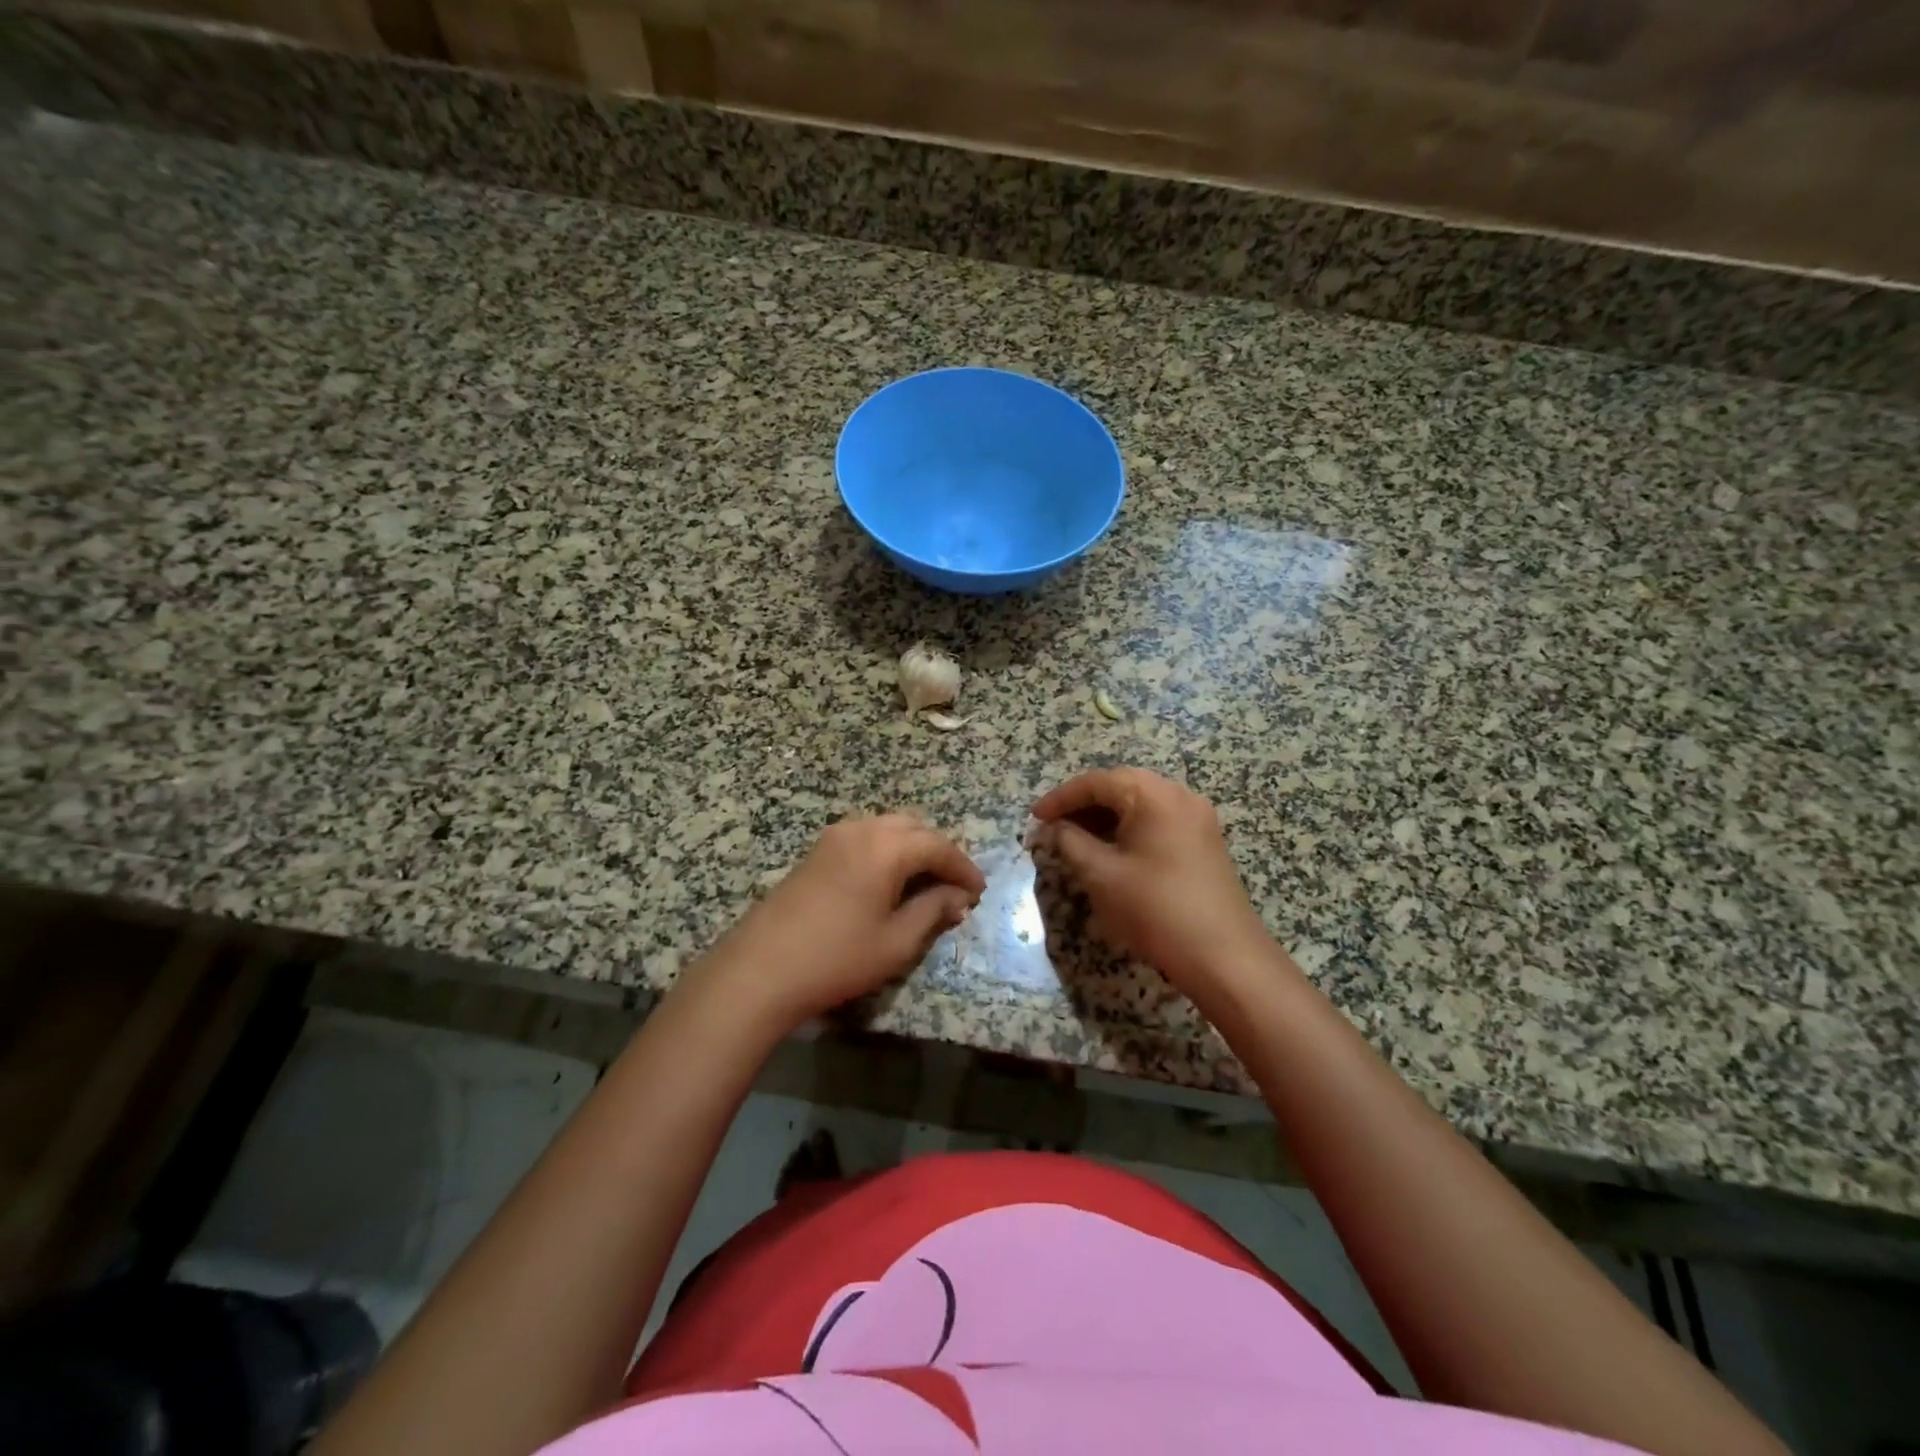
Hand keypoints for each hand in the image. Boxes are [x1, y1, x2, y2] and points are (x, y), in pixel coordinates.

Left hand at [691, 814, 985, 1031]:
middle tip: (954, 887)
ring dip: (912, 848)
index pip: (939, 846)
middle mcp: (862, 829)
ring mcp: (834, 837)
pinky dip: (886, 850)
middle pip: (914, 828)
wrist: (760, 970)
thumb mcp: (897, 942)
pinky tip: (889, 881)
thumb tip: (957, 898)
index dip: (964, 868)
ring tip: (925, 884)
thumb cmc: (837, 957)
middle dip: (939, 853)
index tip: (979, 892)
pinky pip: (865, 837)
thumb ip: (933, 912)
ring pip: (887, 827)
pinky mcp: (816, 851)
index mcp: (887, 846)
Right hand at [1031, 768, 1274, 1000]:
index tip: (1034, 818)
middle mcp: (1179, 796)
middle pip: (1120, 787)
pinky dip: (1129, 830)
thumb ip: (1070, 843)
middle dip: (1082, 806)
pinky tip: (1110, 853)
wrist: (1224, 955)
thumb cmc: (1155, 908)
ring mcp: (1197, 819)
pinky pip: (1158, 822)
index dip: (1060, 798)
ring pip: (1140, 805)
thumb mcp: (1101, 875)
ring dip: (1105, 818)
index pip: (1096, 782)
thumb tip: (1052, 829)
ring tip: (1075, 841)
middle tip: (1053, 828)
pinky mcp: (1204, 842)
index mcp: (1153, 794)